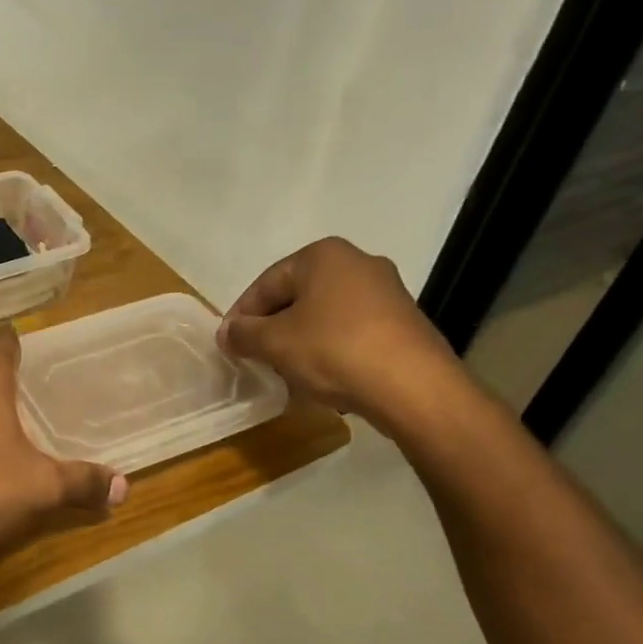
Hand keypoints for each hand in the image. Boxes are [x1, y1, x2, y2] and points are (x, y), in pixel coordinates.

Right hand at [217, 237, 461, 425]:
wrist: (415, 388)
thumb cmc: (334, 351)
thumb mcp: (274, 343)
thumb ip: (243, 334)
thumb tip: (227, 334)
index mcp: (323, 255)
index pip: (265, 284)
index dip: (241, 316)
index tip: (230, 345)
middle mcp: (358, 263)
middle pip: (296, 297)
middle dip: (273, 328)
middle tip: (256, 358)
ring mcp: (387, 293)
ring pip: (324, 316)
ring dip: (300, 341)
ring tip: (287, 372)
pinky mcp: (404, 323)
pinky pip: (352, 332)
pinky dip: (330, 350)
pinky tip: (323, 378)